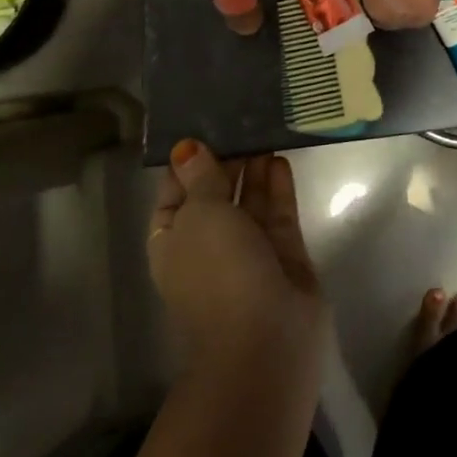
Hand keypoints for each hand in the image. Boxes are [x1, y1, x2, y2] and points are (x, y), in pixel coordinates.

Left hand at [149, 140, 326, 375]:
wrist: (265, 338)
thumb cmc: (218, 272)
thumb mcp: (201, 216)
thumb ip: (201, 178)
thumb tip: (187, 147)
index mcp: (173, 242)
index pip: (174, 195)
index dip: (186, 164)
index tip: (203, 126)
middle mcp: (208, 245)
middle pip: (216, 195)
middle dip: (227, 161)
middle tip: (243, 119)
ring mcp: (248, 251)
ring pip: (250, 202)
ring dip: (254, 169)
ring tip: (264, 130)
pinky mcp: (283, 254)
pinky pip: (278, 213)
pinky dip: (278, 187)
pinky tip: (281, 159)